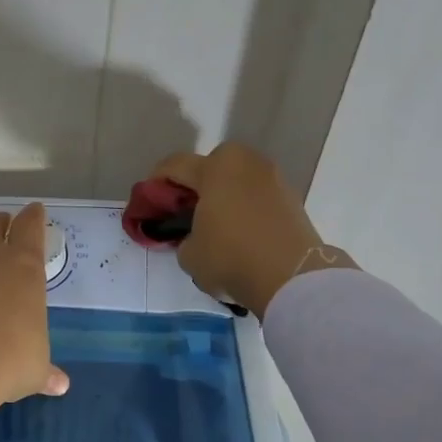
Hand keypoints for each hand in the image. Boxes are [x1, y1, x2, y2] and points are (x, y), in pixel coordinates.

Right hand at [150, 143, 355, 316]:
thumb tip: (194, 236)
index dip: (156, 182)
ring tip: (215, 224)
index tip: (149, 201)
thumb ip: (183, 237)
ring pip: (237, 178)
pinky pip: (257, 194)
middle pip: (211, 165)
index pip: (175, 165)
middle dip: (196, 183)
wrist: (292, 278)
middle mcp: (246, 163)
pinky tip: (239, 231)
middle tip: (185, 210)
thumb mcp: (189, 254)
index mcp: (215, 168)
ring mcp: (273, 178)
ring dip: (223, 194)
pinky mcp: (291, 197)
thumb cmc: (230, 258)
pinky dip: (245, 206)